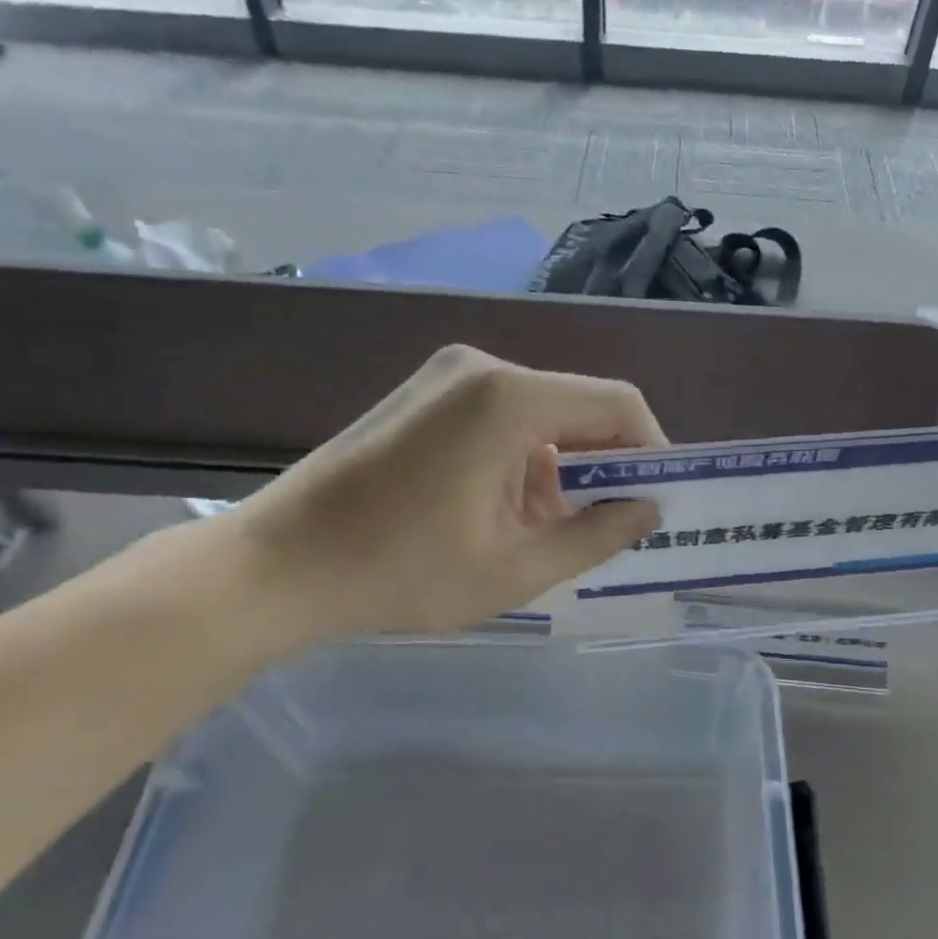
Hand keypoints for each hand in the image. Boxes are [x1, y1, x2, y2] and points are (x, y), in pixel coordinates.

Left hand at [214, 346, 664, 651]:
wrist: (278, 565)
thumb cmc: (401, 571)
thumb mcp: (516, 567)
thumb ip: (597, 534)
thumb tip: (648, 510)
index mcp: (510, 397)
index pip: (617, 403)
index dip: (652, 449)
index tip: (658, 500)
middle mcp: (483, 367)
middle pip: (578, 405)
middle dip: (605, 464)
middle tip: (611, 523)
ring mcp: (447, 375)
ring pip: (540, 414)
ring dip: (560, 467)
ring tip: (549, 530)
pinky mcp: (423, 394)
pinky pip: (500, 416)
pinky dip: (521, 458)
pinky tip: (503, 510)